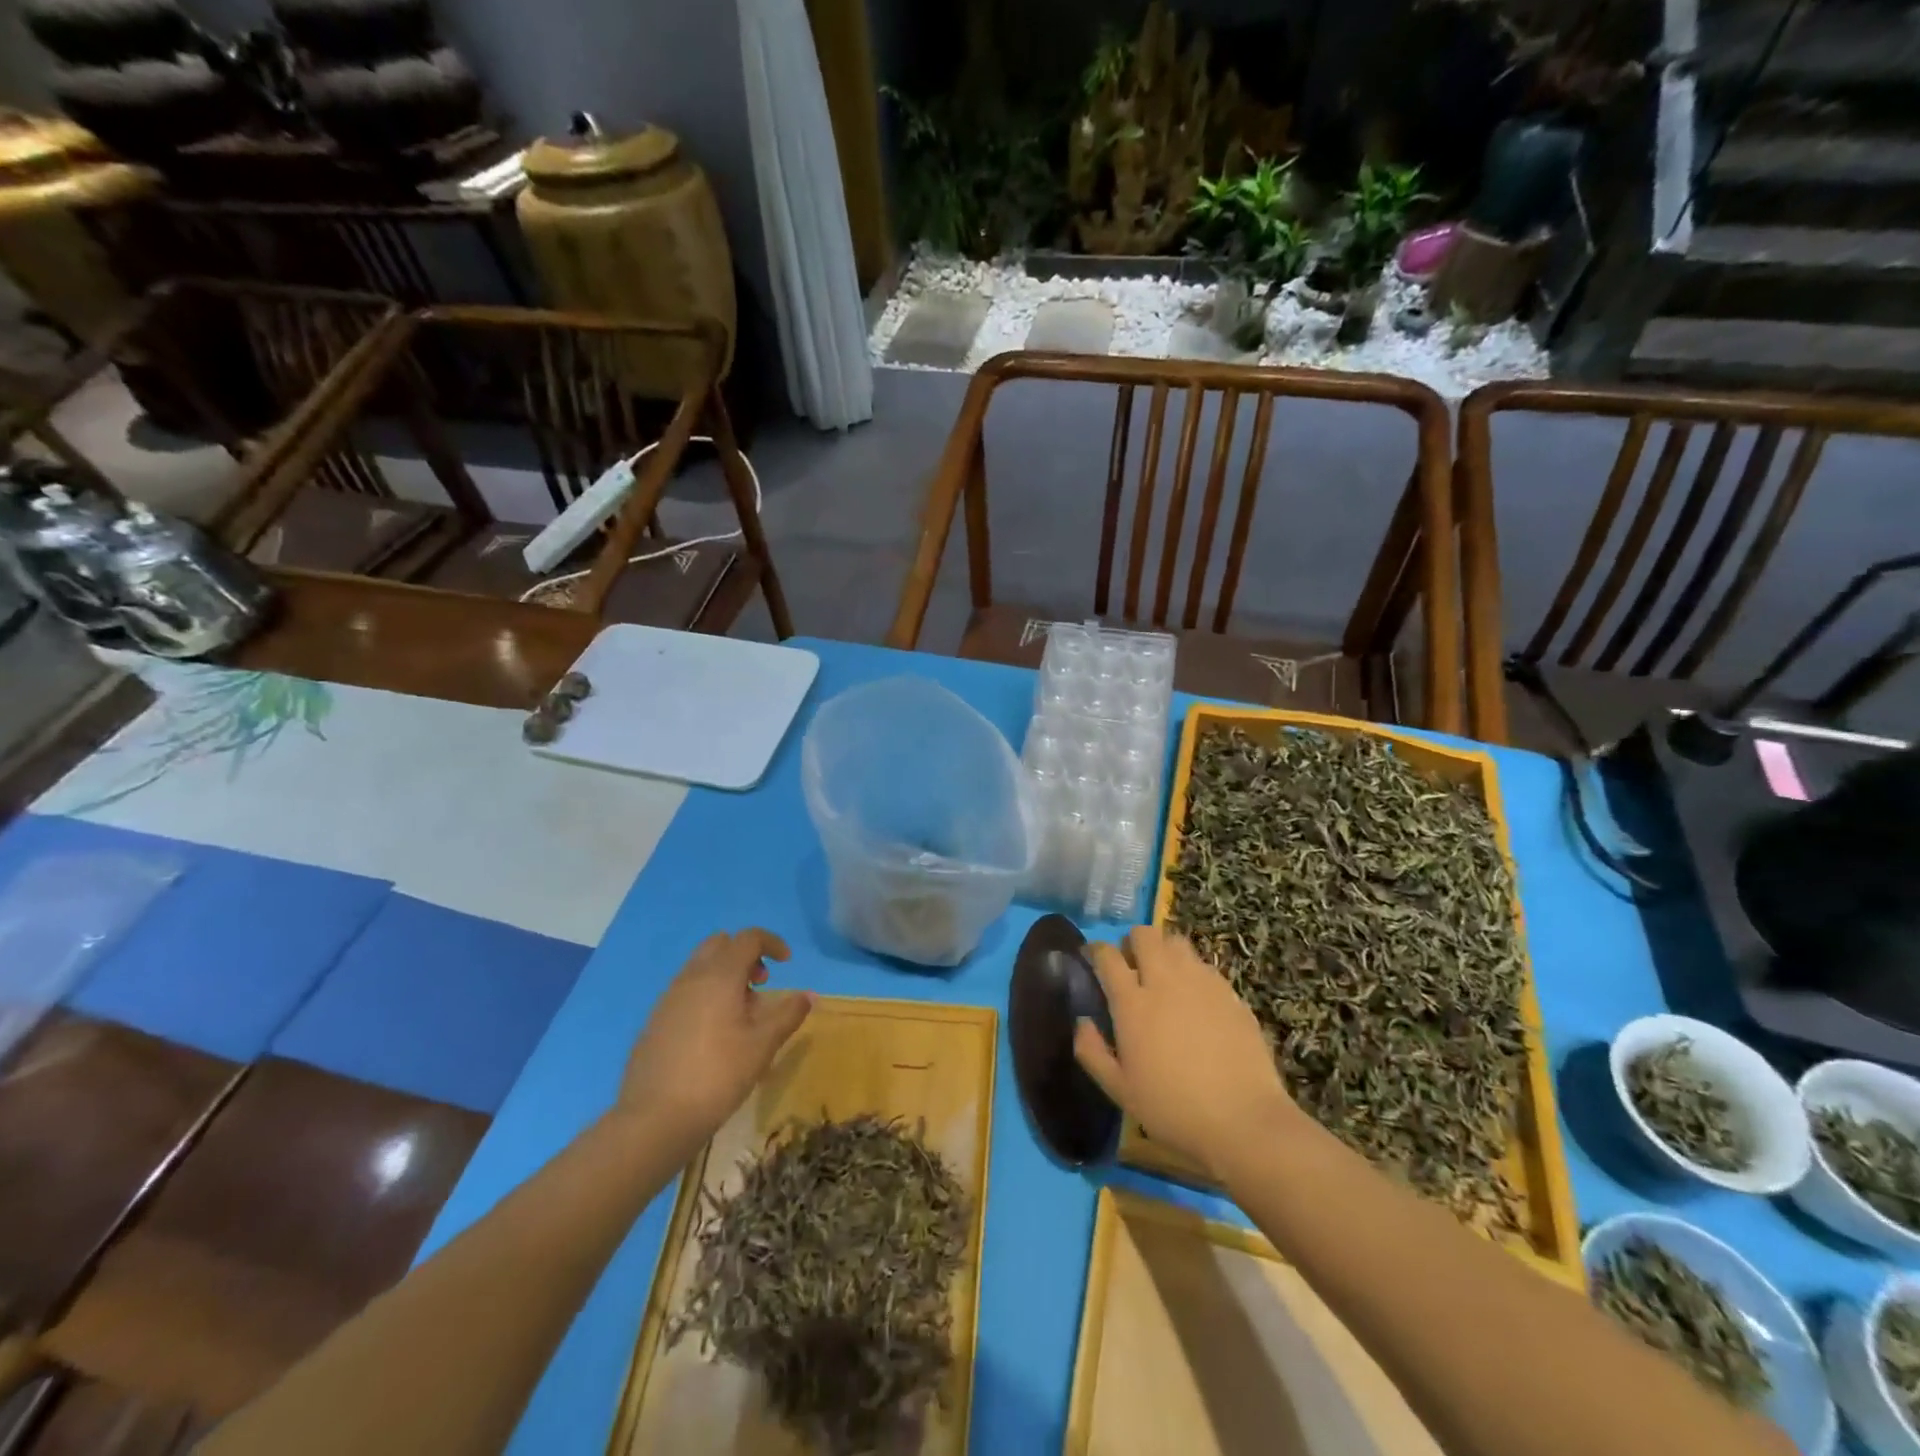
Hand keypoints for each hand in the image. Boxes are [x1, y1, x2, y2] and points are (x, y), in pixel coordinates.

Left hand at [613, 929, 812, 1152]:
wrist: (654, 1119)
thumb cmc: (718, 1075)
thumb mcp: (763, 1045)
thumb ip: (788, 1014)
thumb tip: (808, 995)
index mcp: (720, 976)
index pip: (748, 938)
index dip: (772, 943)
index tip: (787, 963)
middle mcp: (691, 978)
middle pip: (720, 944)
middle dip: (745, 955)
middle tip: (762, 984)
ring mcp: (668, 999)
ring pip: (700, 968)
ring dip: (726, 976)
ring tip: (742, 1015)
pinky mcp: (655, 1021)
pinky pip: (686, 991)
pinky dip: (706, 995)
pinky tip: (714, 1035)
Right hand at [1073, 925, 1298, 1179]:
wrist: (1243, 1120)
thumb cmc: (1172, 1108)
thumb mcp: (1119, 1090)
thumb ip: (1092, 1051)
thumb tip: (1082, 1022)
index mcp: (1132, 1002)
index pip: (1107, 956)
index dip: (1096, 951)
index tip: (1092, 957)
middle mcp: (1164, 981)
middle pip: (1144, 934)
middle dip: (1132, 943)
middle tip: (1131, 966)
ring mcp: (1201, 983)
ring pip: (1176, 942)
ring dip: (1163, 951)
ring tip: (1163, 976)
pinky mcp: (1230, 992)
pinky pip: (1204, 965)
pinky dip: (1192, 971)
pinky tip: (1195, 998)